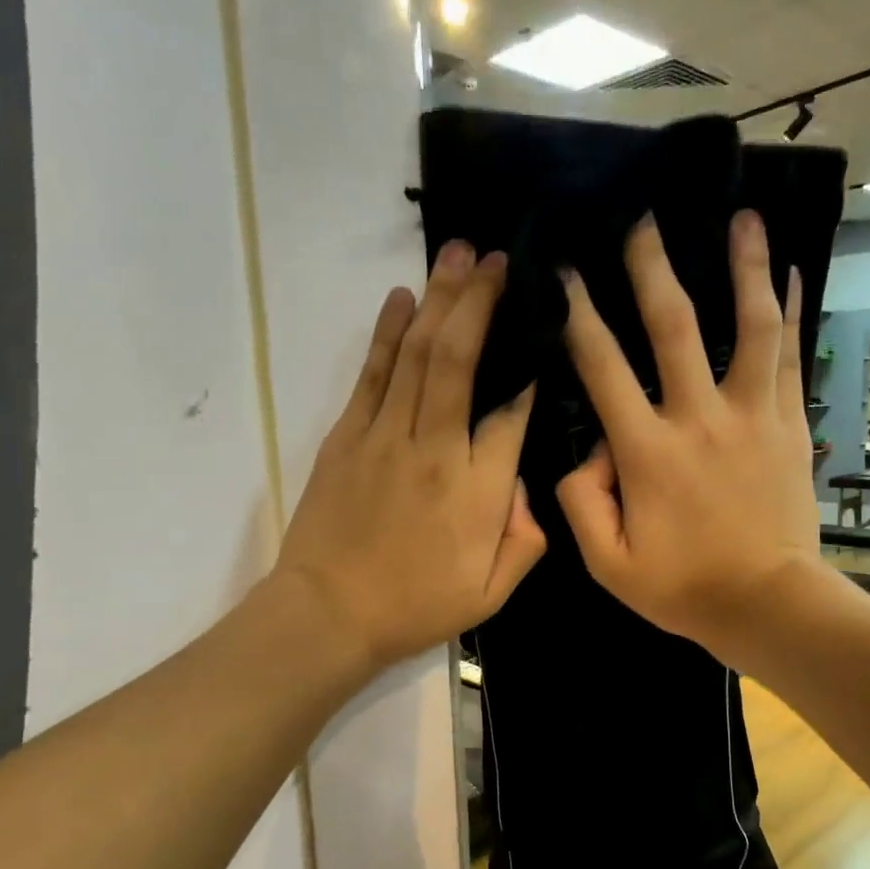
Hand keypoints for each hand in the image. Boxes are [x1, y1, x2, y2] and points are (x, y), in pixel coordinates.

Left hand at [275, 242, 543, 669]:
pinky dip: (387, 332)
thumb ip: (524, 540)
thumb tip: (525, 488)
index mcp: (476, 489)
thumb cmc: (416, 607)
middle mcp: (434, 449)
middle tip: (498, 259)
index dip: (528, 367)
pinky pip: (372, 374)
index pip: (511, 411)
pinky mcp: (347, 436)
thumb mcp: (490, 593)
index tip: (540, 329)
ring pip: (416, 354)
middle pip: (459, 359)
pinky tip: (402, 296)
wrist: (328, 614)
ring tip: (458, 254)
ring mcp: (384, 437)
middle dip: (480, 302)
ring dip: (439, 299)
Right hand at [556, 210, 815, 652]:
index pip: (602, 368)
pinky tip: (794, 274)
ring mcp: (752, 416)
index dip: (578, 315)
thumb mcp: (607, 564)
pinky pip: (790, 357)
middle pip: (674, 326)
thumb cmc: (683, 588)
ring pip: (750, 326)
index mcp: (647, 452)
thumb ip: (580, 502)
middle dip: (652, 267)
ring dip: (744, 267)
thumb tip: (587, 451)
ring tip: (742, 216)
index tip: (564, 271)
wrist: (768, 605)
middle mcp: (699, 418)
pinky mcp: (788, 425)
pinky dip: (792, 313)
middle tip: (642, 218)